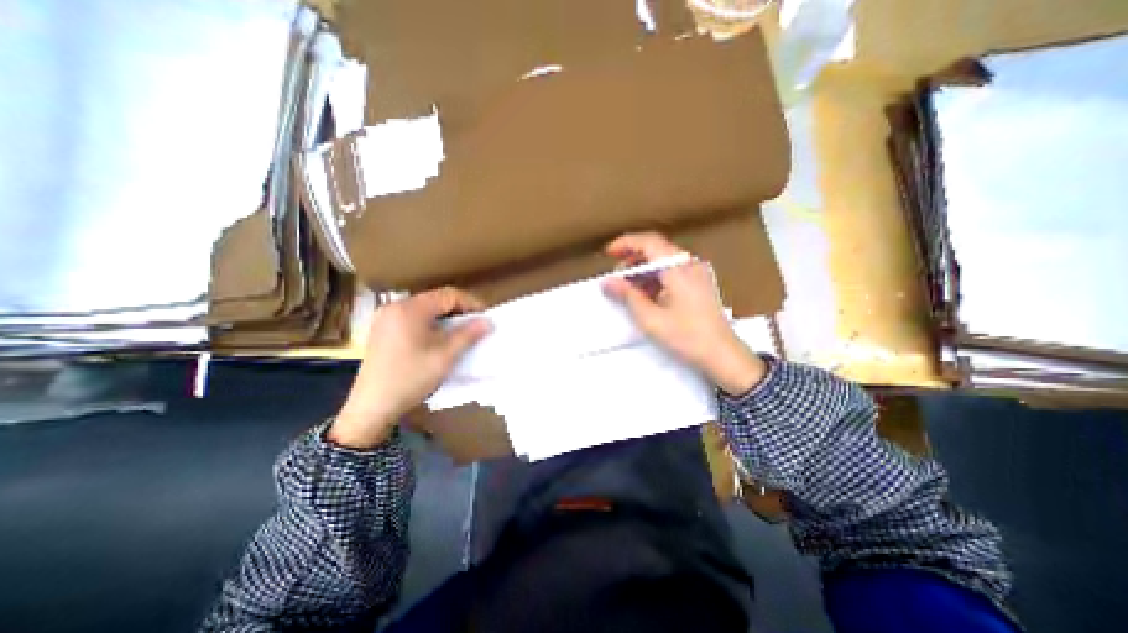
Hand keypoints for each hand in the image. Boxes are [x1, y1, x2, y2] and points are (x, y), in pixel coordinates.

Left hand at [325, 286, 487, 450]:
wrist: (371, 407)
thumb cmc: (411, 378)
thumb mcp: (445, 356)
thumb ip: (468, 335)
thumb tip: (489, 321)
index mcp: (410, 309)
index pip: (448, 295)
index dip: (471, 303)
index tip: (486, 318)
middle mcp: (395, 306)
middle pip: (436, 299)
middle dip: (459, 311)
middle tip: (475, 326)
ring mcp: (386, 318)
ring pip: (425, 309)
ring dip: (446, 318)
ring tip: (461, 333)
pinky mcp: (382, 330)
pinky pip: (413, 318)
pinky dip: (430, 324)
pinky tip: (438, 339)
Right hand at [603, 231, 770, 392]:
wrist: (722, 356)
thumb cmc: (686, 336)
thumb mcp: (650, 318)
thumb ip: (627, 296)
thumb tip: (607, 282)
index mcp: (678, 268)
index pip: (649, 242)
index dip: (625, 243)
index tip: (608, 253)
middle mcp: (689, 264)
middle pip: (656, 250)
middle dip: (632, 261)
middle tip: (616, 278)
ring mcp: (697, 273)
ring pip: (664, 262)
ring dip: (643, 271)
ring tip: (627, 290)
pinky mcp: (699, 284)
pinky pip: (672, 273)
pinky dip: (655, 279)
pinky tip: (646, 297)